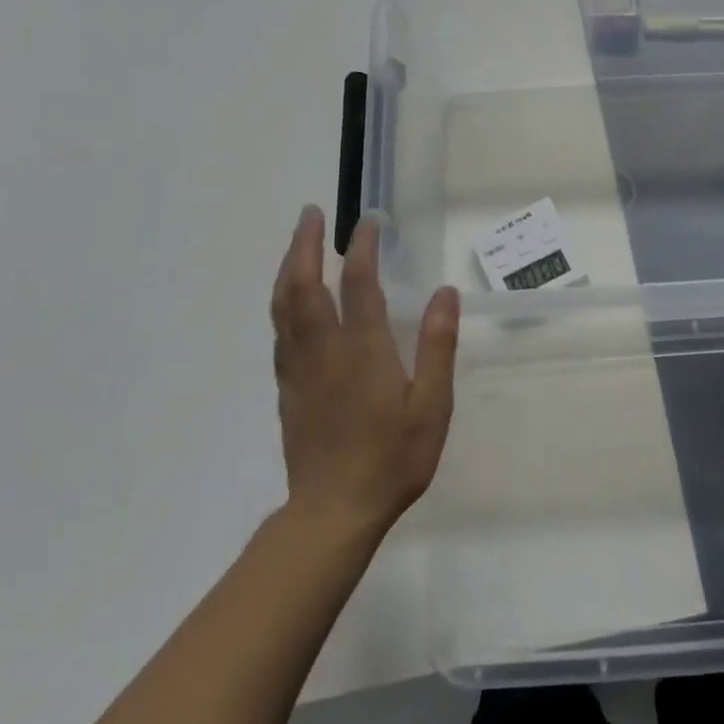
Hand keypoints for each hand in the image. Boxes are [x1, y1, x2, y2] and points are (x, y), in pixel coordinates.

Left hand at [269, 207, 459, 539]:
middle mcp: (324, 349)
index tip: (368, 222)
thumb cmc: (393, 457)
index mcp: (363, 349)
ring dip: (287, 268)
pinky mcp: (287, 389)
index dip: (362, 247)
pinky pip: (279, 333)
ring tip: (296, 245)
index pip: (359, 283)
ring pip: (283, 306)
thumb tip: (444, 293)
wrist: (334, 510)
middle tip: (310, 214)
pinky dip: (282, 304)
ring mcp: (299, 369)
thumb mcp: (432, 404)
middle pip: (303, 285)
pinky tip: (290, 303)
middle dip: (305, 244)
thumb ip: (437, 346)